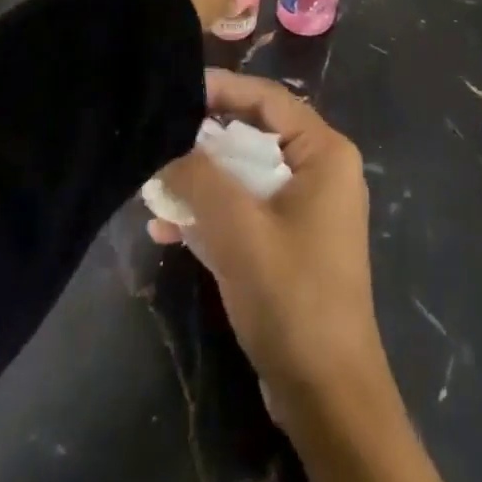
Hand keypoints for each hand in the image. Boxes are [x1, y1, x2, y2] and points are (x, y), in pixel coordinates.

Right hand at [151, 72, 446, 481]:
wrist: (327, 395)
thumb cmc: (291, 295)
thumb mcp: (238, 229)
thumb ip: (200, 178)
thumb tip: (167, 145)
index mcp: (324, 152)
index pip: (268, 99)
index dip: (222, 88)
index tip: (177, 86)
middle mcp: (320, 171)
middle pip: (254, 136)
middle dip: (204, 142)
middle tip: (158, 138)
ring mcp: (307, 209)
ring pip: (246, 176)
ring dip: (203, 183)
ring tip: (154, 187)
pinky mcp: (291, 244)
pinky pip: (248, 211)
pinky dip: (214, 216)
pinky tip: (168, 230)